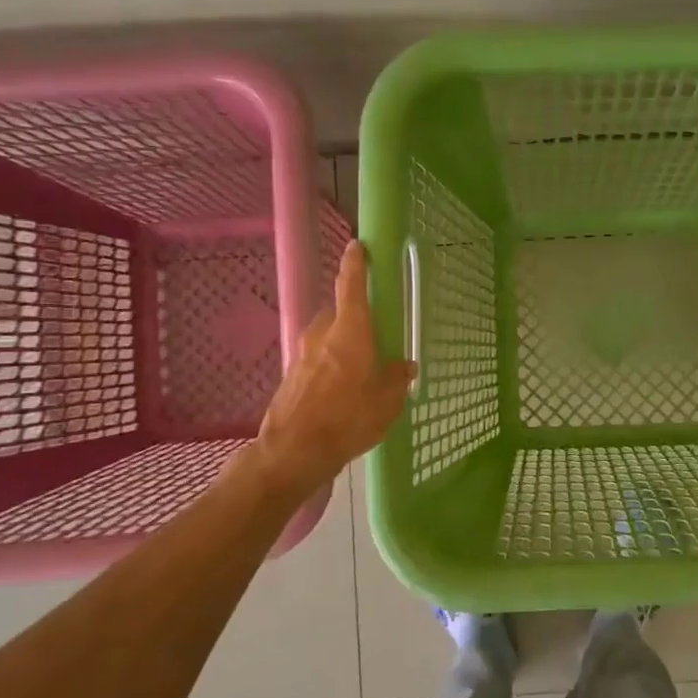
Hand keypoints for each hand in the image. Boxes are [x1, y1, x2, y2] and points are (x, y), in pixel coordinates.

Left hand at [254, 245, 415, 495]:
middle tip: (377, 335)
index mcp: (350, 332)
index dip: (355, 264)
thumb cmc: (348, 419)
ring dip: (344, 344)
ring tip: (363, 369)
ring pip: (328, 338)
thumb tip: (404, 366)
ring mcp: (302, 354)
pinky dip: (332, 365)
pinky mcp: (292, 376)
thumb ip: (397, 378)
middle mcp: (322, 335)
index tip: (357, 246)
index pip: (351, 286)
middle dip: (356, 319)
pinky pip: (318, 360)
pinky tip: (344, 391)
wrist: (293, 451)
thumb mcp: (387, 401)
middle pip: (340, 314)